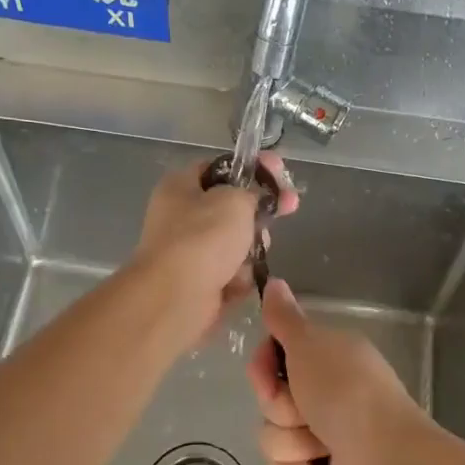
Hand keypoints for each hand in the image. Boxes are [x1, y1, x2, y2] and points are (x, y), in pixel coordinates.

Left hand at [131, 153, 298, 344]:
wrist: (176, 297)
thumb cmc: (203, 238)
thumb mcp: (235, 200)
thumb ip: (252, 191)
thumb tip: (254, 199)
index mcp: (181, 186)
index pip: (221, 167)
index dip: (253, 168)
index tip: (280, 172)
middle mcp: (180, 216)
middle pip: (231, 208)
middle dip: (258, 213)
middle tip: (287, 208)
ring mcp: (189, 251)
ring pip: (236, 242)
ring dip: (251, 249)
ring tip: (251, 256)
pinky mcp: (198, 282)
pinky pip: (231, 272)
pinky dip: (238, 276)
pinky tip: (237, 281)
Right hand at [244, 279, 426, 464]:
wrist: (382, 459)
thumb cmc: (345, 393)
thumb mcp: (310, 344)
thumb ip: (285, 317)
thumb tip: (273, 280)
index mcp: (328, 357)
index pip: (274, 356)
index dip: (263, 367)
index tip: (269, 374)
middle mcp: (326, 392)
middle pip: (270, 399)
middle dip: (280, 409)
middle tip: (305, 411)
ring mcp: (324, 434)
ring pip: (272, 436)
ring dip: (289, 443)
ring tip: (318, 446)